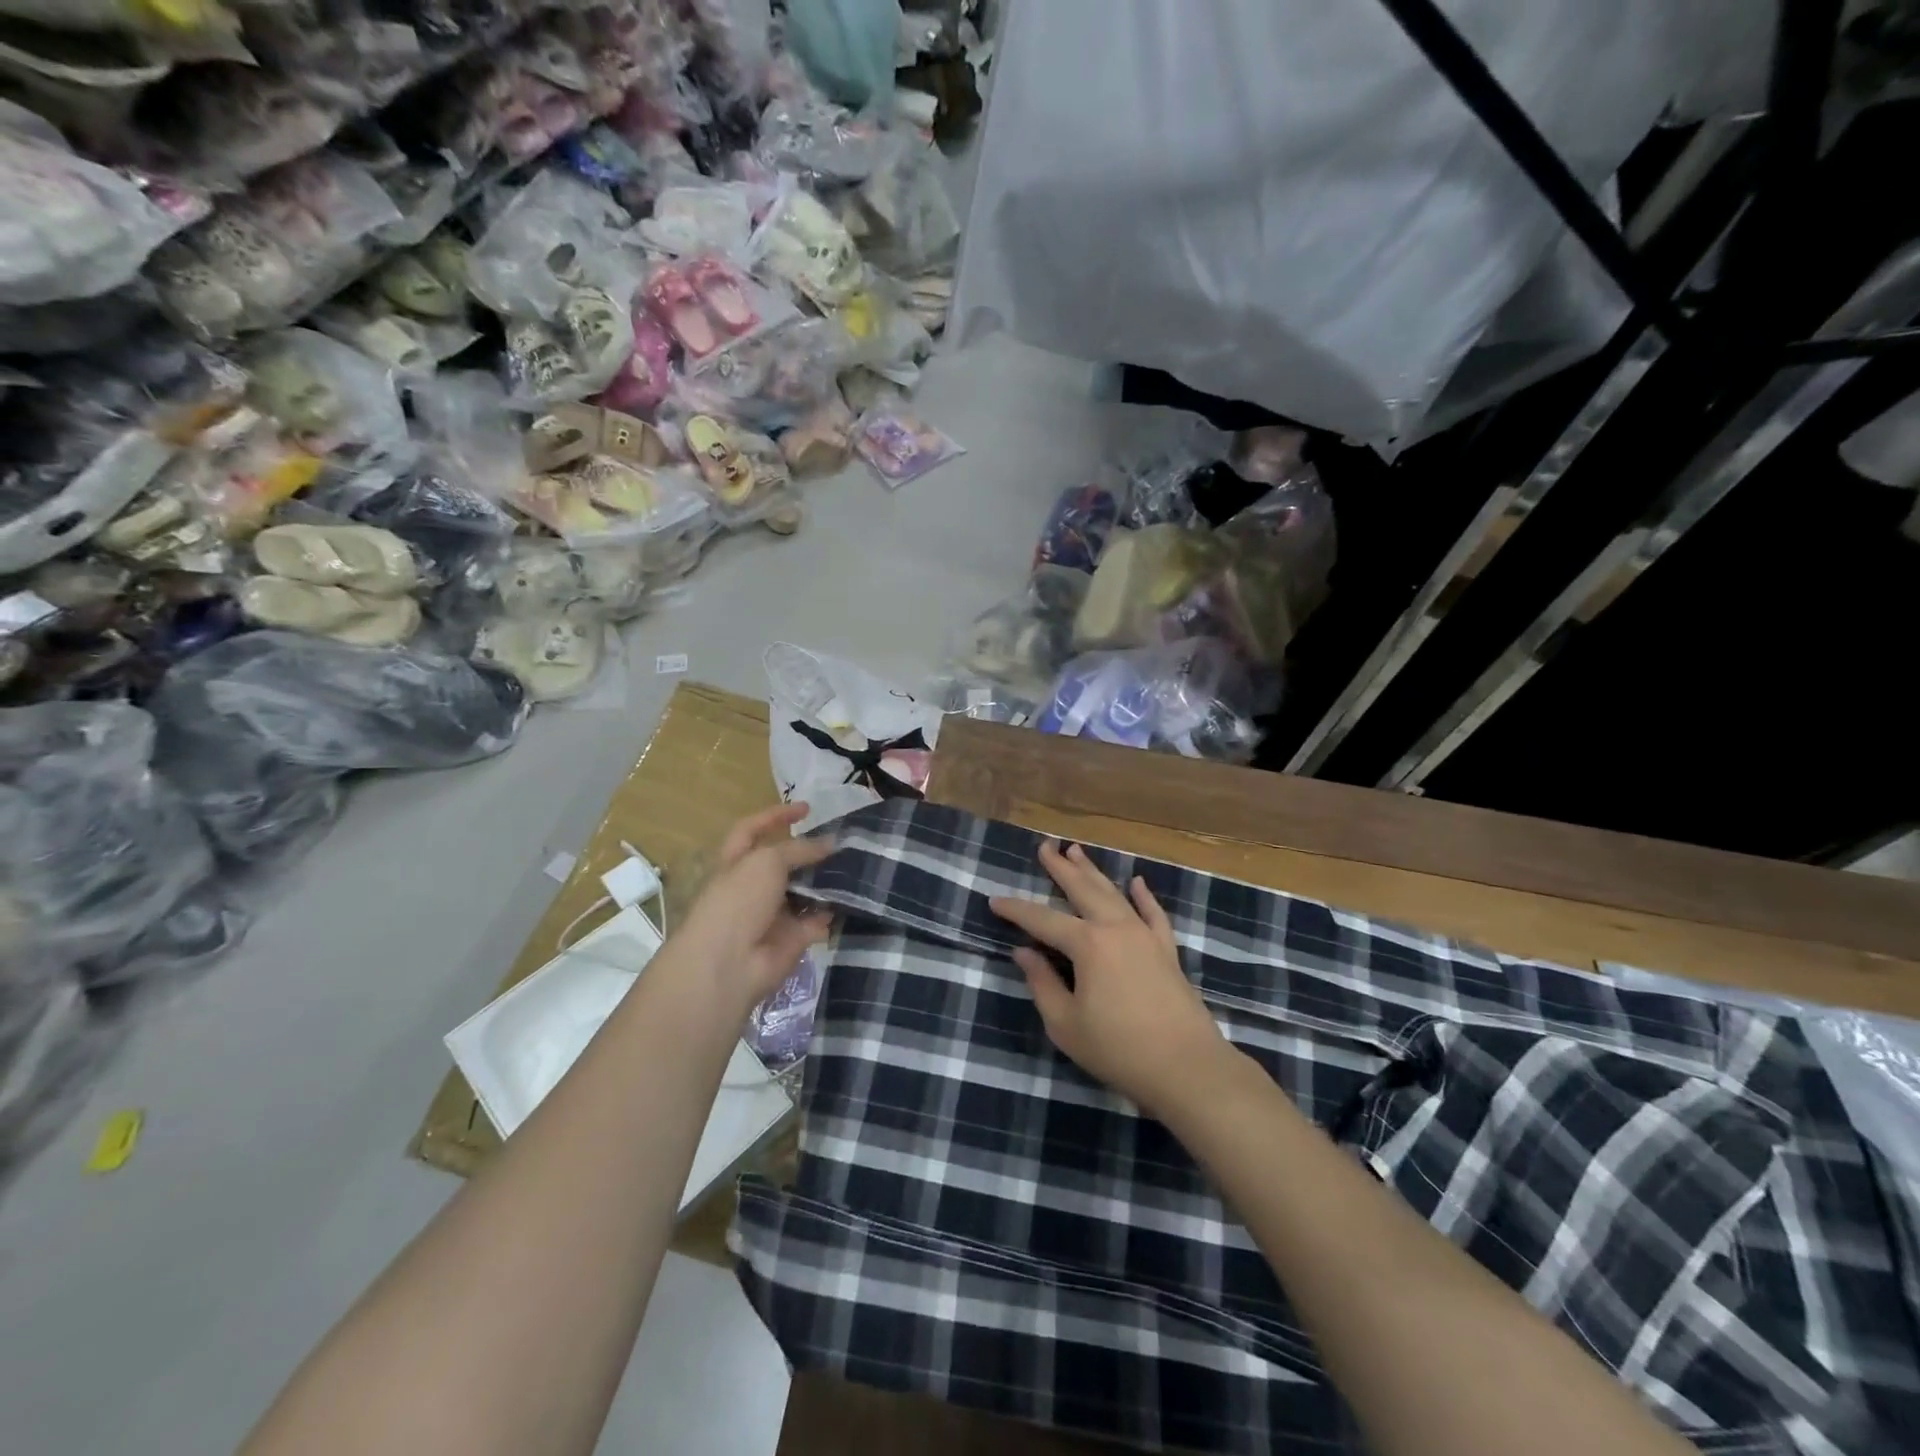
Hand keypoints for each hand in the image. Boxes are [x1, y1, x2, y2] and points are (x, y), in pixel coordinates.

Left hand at [675, 802, 834, 1016]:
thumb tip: (830, 843)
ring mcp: (773, 913)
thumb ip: (799, 849)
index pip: (754, 829)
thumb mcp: (767, 861)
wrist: (730, 963)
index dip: (777, 816)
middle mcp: (754, 886)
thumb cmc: (739, 901)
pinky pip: (818, 920)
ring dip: (827, 881)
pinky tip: (854, 899)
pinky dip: (833, 912)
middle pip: (785, 862)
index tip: (807, 809)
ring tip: (857, 866)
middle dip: (811, 852)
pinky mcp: (793, 938)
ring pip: (804, 891)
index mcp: (737, 862)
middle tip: (843, 843)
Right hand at [990, 841, 1227, 1119]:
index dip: (1016, 910)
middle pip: (1082, 890)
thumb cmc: (1118, 1049)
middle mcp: (1115, 928)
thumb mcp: (1066, 1024)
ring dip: (1093, 872)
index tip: (994, 900)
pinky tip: (1137, 882)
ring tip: (1077, 851)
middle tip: (1045, 846)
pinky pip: (1153, 914)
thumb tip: (1024, 952)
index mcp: (1087, 944)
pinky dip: (1144, 896)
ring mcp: (1145, 936)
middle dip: (1060, 868)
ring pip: (1113, 894)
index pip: (1042, 919)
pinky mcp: (1166, 950)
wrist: (1187, 1068)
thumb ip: (1042, 984)